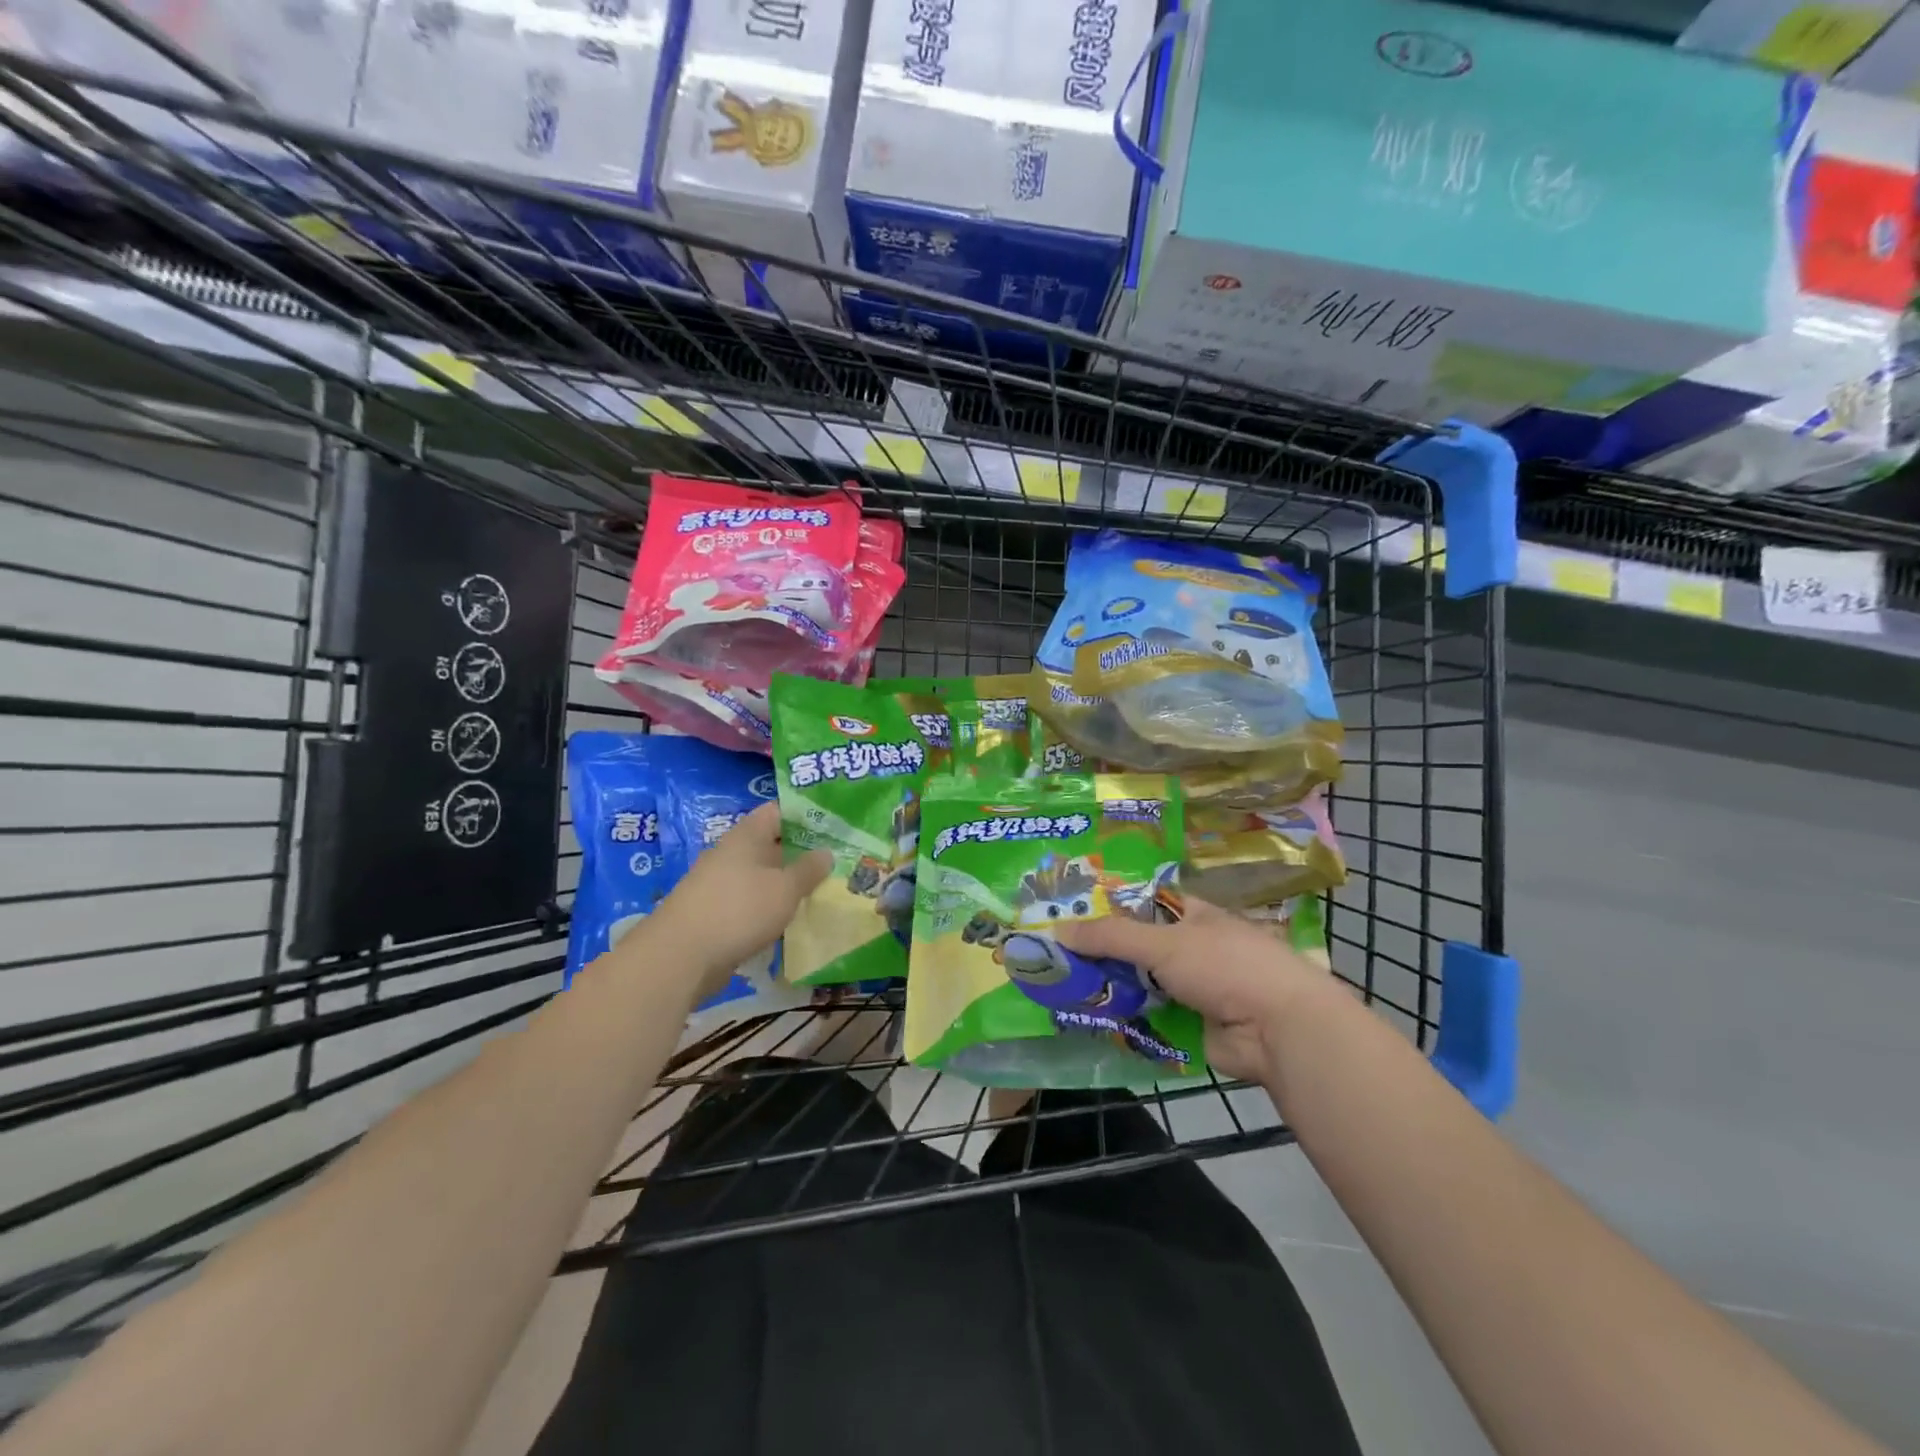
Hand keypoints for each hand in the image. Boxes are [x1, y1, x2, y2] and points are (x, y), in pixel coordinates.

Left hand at [650, 802, 830, 996]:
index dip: (806, 816)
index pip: (778, 811)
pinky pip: (749, 901)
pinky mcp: (714, 912)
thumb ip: (808, 869)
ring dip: (786, 884)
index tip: (834, 828)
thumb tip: (826, 852)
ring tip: (819, 893)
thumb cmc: (739, 910)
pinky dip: (769, 907)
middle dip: (801, 854)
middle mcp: (731, 853)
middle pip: (771, 844)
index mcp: (747, 835)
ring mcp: (719, 883)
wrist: (679, 957)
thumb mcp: (785, 889)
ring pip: (761, 876)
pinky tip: (789, 920)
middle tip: (835, 863)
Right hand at [1054, 899, 1339, 1083]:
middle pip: (1135, 948)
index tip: (1066, 915)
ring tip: (1059, 989)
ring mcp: (1190, 990)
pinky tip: (1087, 1020)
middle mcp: (1189, 949)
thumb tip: (1056, 930)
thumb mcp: (1164, 943)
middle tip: (1052, 957)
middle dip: (1100, 954)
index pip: (1141, 905)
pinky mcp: (1189, 1027)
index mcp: (1191, 916)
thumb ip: (1111, 937)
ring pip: (1138, 986)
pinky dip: (1123, 1021)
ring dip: (1108, 990)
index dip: (1107, 908)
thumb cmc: (1225, 967)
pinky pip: (1147, 1020)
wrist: (1278, 1030)